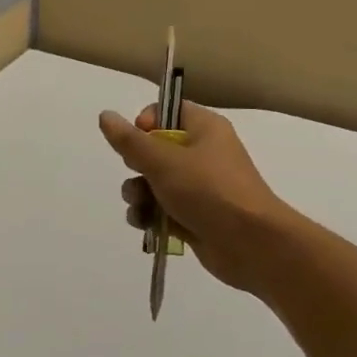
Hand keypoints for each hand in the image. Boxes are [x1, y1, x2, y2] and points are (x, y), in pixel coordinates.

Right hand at [98, 100, 292, 294]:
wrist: (251, 245)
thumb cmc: (209, 191)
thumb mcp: (163, 161)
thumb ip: (130, 140)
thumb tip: (105, 115)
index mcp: (204, 128)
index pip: (166, 111)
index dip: (145, 123)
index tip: (138, 141)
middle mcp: (203, 153)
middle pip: (154, 149)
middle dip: (136, 166)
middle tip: (141, 176)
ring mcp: (199, 187)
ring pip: (153, 182)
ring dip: (138, 194)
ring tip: (140, 207)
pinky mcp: (194, 216)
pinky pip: (161, 208)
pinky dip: (150, 215)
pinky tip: (145, 225)